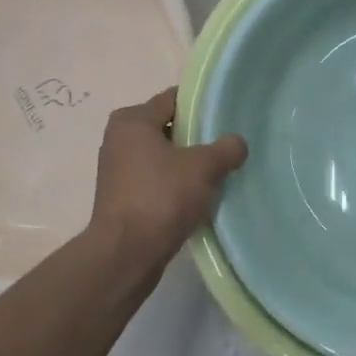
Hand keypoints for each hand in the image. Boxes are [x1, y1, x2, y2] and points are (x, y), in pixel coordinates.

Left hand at [90, 89, 247, 265]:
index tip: (227, 117)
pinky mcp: (121, 198)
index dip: (201, 106)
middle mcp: (119, 139)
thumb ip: (226, 148)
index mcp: (132, 120)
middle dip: (196, 138)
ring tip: (216, 175)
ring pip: (163, 157)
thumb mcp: (204, 167)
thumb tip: (237, 143)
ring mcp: (117, 171)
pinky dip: (175, 186)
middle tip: (226, 148)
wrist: (126, 255)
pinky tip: (197, 199)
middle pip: (169, 128)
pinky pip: (156, 181)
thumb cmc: (161, 197)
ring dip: (187, 165)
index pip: (173, 99)